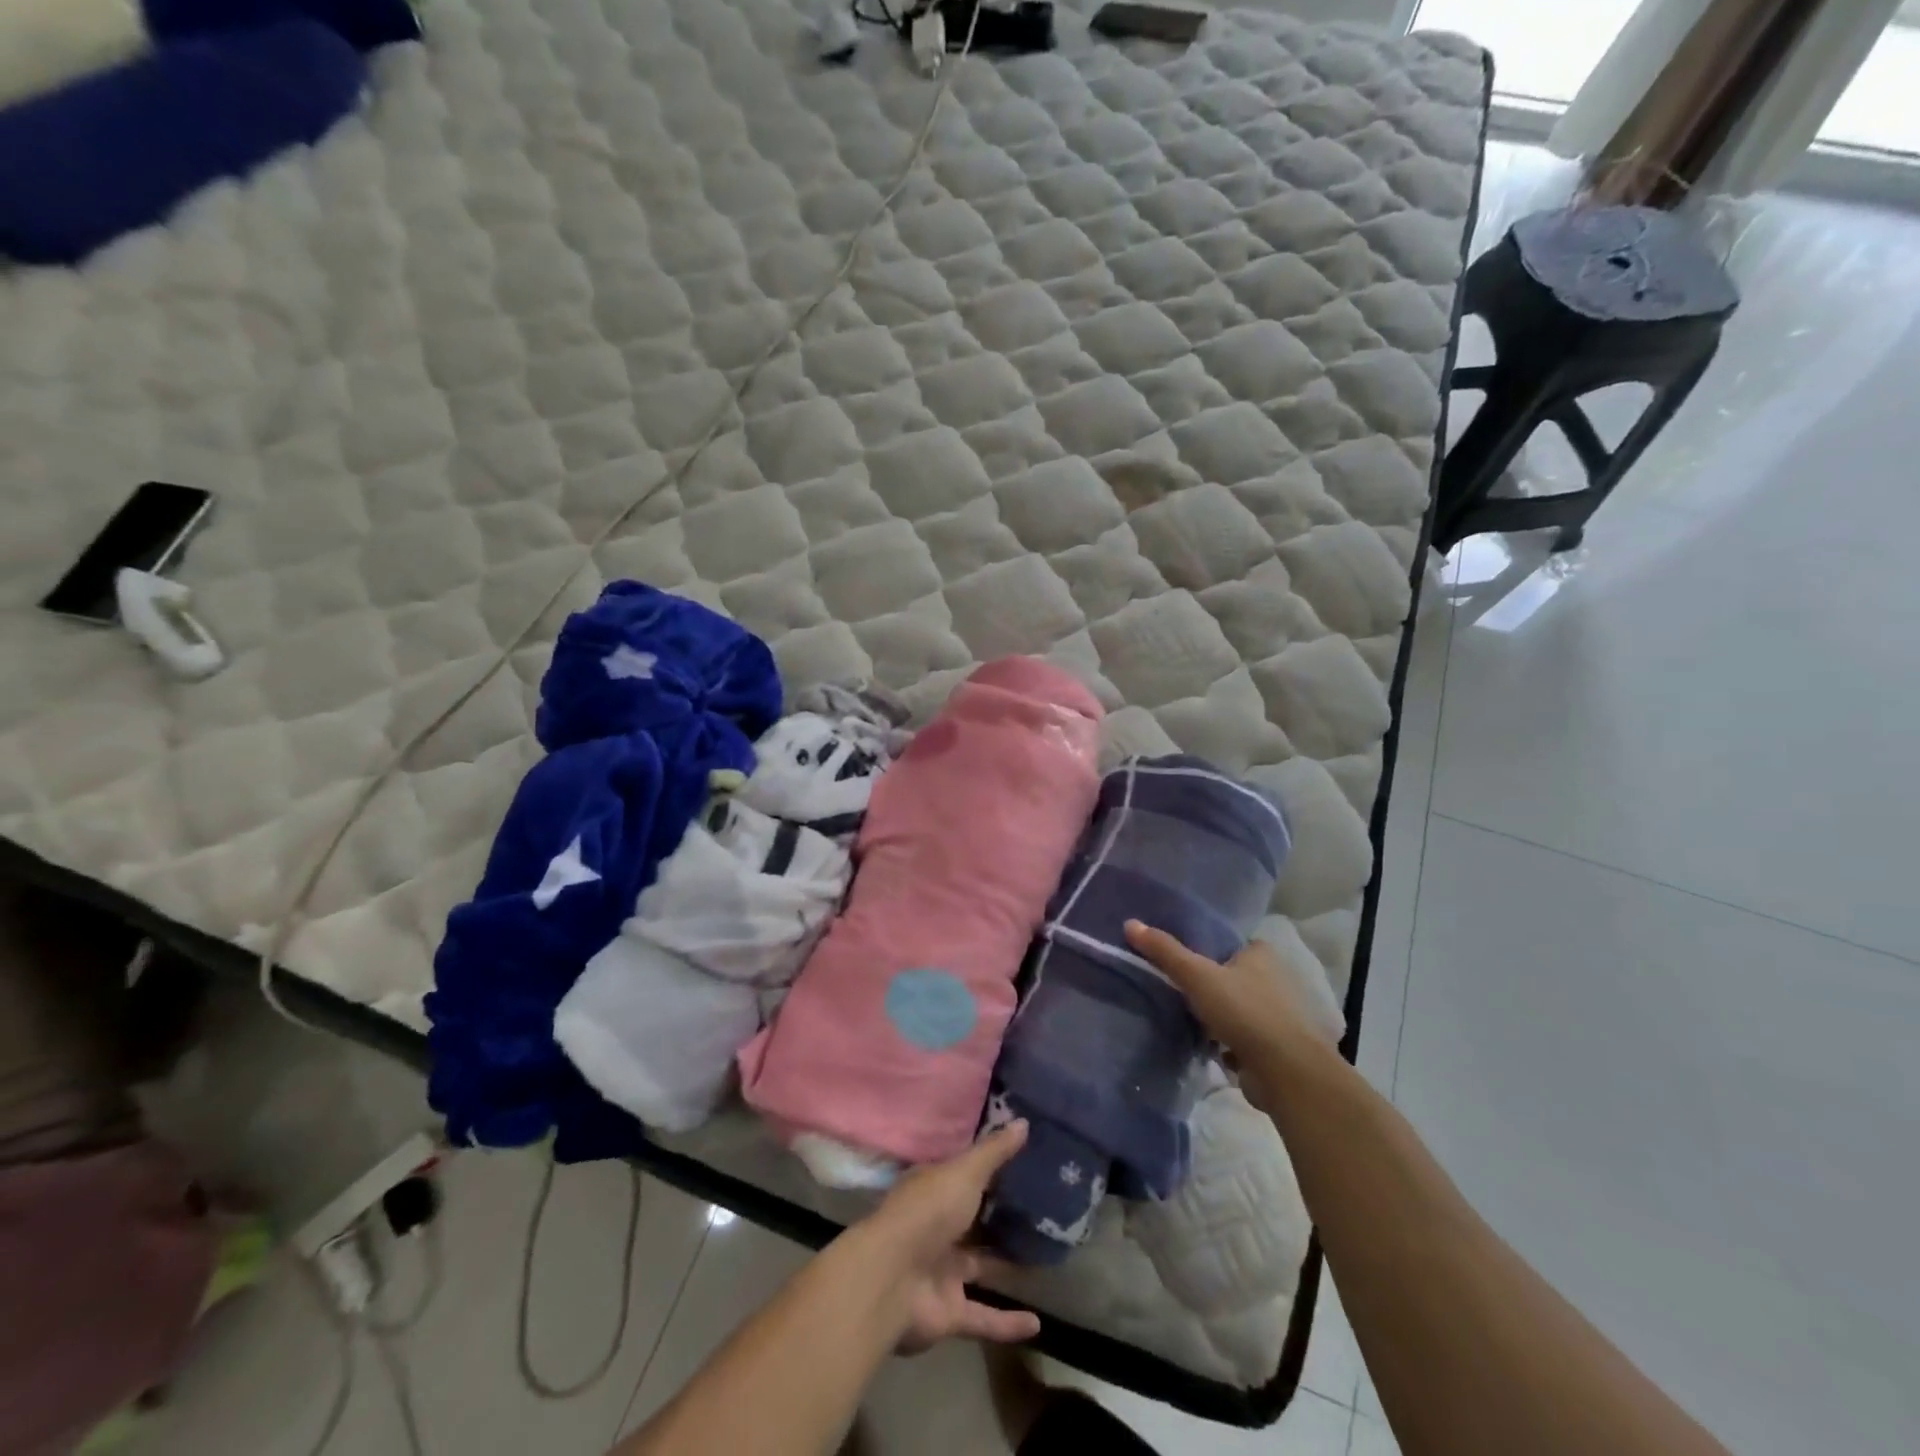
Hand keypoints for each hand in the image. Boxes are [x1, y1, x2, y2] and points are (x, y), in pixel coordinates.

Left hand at [853, 1121, 1041, 1354]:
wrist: (891, 1279)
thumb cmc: (928, 1211)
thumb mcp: (964, 1172)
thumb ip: (994, 1152)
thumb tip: (1023, 1122)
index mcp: (934, 1190)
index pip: (964, 1175)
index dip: (990, 1169)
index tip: (1024, 1163)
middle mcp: (937, 1228)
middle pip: (973, 1221)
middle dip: (1001, 1218)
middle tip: (1042, 1212)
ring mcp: (941, 1271)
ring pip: (981, 1267)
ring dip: (1007, 1266)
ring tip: (1046, 1259)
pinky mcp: (948, 1312)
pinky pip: (984, 1317)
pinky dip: (1008, 1323)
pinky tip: (1038, 1324)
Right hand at [1124, 920, 1335, 1106]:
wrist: (1286, 1073)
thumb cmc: (1244, 1011)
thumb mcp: (1197, 975)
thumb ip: (1164, 951)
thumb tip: (1130, 923)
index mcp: (1260, 954)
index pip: (1227, 942)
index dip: (1203, 946)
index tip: (1176, 954)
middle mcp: (1273, 980)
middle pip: (1229, 975)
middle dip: (1207, 983)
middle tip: (1172, 985)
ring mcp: (1275, 1016)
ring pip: (1234, 1008)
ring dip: (1214, 1015)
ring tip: (1180, 1014)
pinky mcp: (1272, 1047)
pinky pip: (1240, 1037)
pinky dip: (1223, 1041)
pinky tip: (1201, 1044)